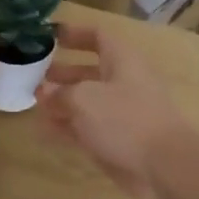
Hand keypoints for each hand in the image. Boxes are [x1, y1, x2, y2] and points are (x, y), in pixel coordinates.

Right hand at [36, 24, 190, 198]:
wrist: (164, 165)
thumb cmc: (125, 119)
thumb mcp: (84, 99)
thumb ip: (60, 93)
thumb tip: (45, 93)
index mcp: (122, 60)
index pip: (98, 36)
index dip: (74, 33)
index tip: (48, 37)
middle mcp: (123, 82)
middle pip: (89, 70)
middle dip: (62, 72)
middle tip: (34, 76)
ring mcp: (121, 113)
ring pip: (87, 102)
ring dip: (62, 101)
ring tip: (34, 104)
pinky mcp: (118, 139)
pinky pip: (88, 127)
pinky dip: (68, 127)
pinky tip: (44, 131)